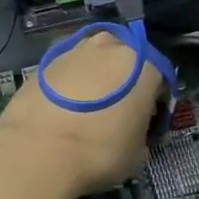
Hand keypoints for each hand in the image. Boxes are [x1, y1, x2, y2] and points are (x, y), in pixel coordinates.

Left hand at [0, 32, 164, 198]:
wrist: (38, 151)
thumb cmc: (100, 151)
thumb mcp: (138, 153)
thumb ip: (142, 131)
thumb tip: (131, 129)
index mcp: (142, 64)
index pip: (159, 78)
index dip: (155, 102)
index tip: (147, 121)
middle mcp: (109, 46)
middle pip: (124, 60)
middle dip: (123, 81)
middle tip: (117, 111)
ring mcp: (73, 50)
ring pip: (92, 61)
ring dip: (94, 78)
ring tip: (87, 110)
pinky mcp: (43, 61)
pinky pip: (66, 71)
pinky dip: (68, 85)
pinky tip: (62, 111)